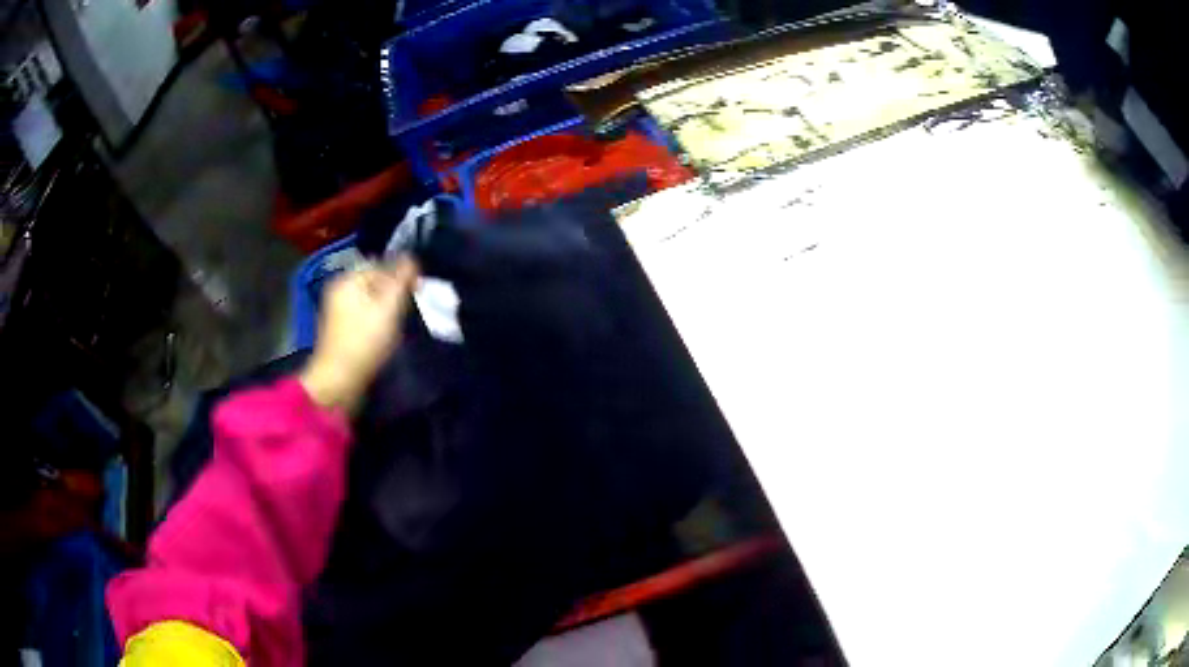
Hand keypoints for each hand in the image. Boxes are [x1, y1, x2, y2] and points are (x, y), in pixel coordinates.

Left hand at [300, 256, 419, 411]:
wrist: (339, 382)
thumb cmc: (364, 341)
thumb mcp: (388, 307)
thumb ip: (401, 279)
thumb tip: (412, 257)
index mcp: (347, 279)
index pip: (380, 264)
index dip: (401, 273)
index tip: (418, 289)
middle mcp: (339, 291)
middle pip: (374, 282)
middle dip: (394, 292)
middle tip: (411, 307)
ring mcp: (338, 312)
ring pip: (370, 301)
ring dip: (387, 309)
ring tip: (401, 323)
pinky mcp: (341, 332)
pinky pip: (365, 317)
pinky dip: (377, 322)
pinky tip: (387, 336)